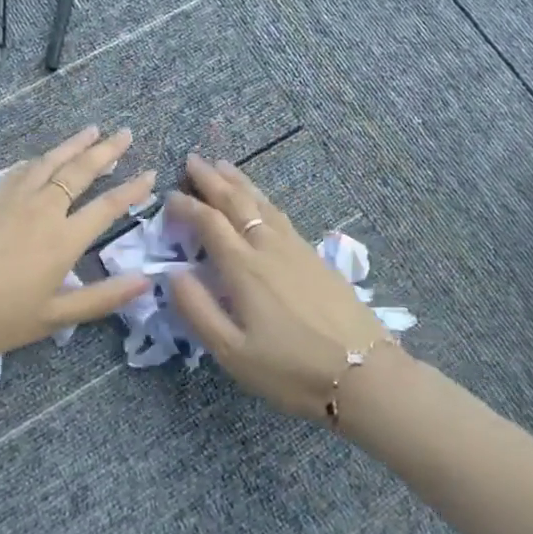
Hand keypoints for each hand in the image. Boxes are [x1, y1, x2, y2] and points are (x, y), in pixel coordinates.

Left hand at [0, 126, 154, 370]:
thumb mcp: (51, 319)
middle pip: (81, 170)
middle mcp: (41, 208)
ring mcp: (10, 198)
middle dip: (107, 150)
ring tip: (92, 130)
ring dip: (74, 144)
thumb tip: (145, 282)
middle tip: (125, 133)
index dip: (132, 189)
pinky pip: (21, 170)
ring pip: (49, 161)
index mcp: (63, 239)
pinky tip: (41, 158)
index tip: (150, 174)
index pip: (108, 207)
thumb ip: (101, 298)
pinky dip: (40, 159)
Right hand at [165, 153, 391, 422]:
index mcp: (244, 268)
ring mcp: (295, 248)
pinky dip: (263, 198)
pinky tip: (262, 200)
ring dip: (239, 182)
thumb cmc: (291, 369)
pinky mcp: (315, 256)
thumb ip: (198, 310)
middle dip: (211, 179)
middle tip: (193, 159)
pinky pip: (280, 214)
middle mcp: (268, 248)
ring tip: (223, 165)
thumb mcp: (233, 352)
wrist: (364, 373)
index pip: (209, 223)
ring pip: (262, 202)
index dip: (187, 206)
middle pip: (236, 202)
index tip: (168, 196)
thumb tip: (173, 273)